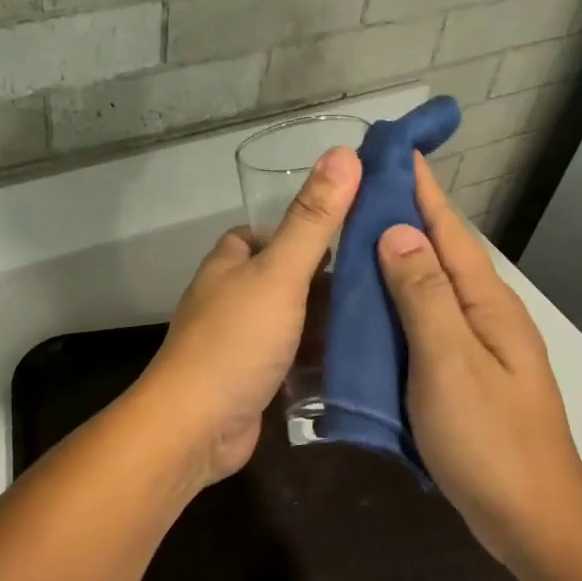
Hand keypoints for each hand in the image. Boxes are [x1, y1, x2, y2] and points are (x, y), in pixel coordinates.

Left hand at [136, 147, 360, 485]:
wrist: (196, 427)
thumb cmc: (235, 341)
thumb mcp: (279, 274)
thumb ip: (312, 220)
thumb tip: (343, 153)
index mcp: (229, 262)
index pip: (265, 231)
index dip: (304, 226)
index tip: (353, 228)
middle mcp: (230, 295)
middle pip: (284, 274)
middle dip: (326, 275)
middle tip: (382, 273)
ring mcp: (240, 339)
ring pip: (292, 317)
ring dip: (327, 317)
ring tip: (385, 310)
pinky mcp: (253, 378)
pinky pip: (293, 355)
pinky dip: (319, 355)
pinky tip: (360, 354)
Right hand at [375, 155, 581, 562]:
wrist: (531, 518)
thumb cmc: (489, 439)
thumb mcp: (449, 362)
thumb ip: (424, 295)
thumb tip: (398, 231)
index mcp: (486, 302)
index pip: (448, 229)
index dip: (420, 188)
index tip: (391, 149)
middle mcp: (484, 314)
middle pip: (440, 252)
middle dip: (404, 215)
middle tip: (357, 190)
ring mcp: (475, 345)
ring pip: (430, 286)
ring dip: (397, 256)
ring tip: (353, 236)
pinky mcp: (461, 373)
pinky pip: (424, 320)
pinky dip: (396, 301)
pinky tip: (370, 305)